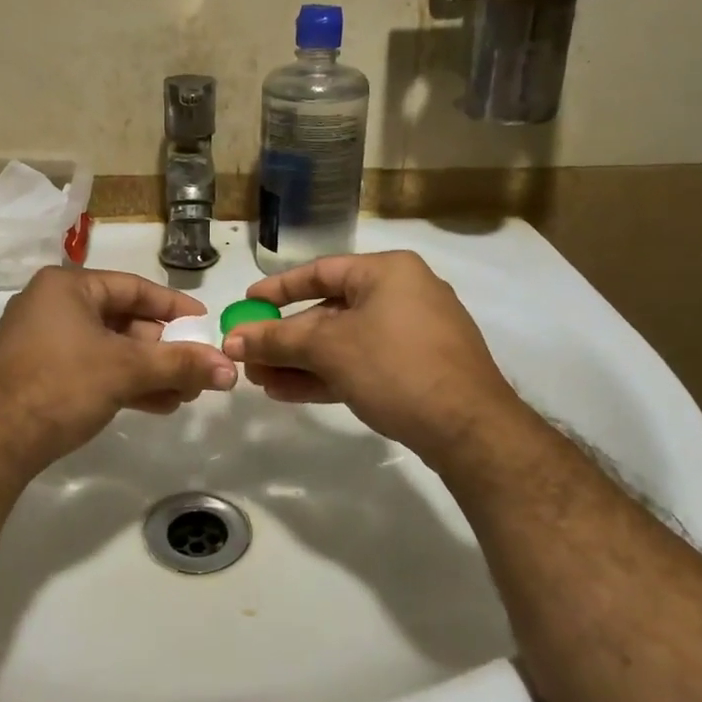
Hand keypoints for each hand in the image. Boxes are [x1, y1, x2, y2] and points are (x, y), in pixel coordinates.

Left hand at [0, 266, 237, 477]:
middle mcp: (52, 305)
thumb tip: (230, 369)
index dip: (174, 308)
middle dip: (163, 349)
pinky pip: (91, 367)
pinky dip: (123, 382)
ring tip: (184, 395)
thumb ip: (179, 365)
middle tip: (197, 370)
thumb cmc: (59, 387)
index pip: (134, 288)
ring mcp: (42, 340)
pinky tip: (156, 404)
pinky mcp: (38, 372)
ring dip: (148, 371)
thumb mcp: (125, 370)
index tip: (205, 325)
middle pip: (123, 320)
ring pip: (109, 348)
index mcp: (67, 287)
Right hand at [220, 251, 530, 458]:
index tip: (247, 304)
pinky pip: (362, 363)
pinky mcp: (416, 370)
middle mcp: (402, 294)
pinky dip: (327, 374)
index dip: (278, 289)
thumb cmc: (396, 367)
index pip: (320, 271)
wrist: (469, 429)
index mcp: (387, 272)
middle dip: (285, 337)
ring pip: (343, 342)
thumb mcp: (329, 348)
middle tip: (248, 356)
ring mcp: (412, 334)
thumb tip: (232, 340)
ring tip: (259, 380)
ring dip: (300, 361)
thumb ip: (277, 340)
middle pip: (329, 311)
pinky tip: (289, 392)